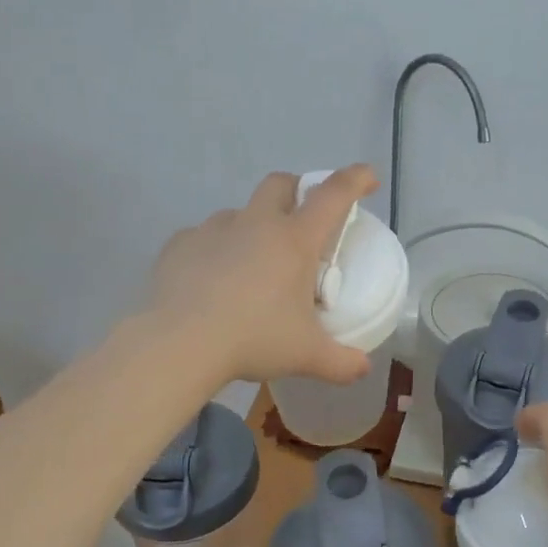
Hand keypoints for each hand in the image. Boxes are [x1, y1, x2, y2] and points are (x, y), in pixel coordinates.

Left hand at [147, 164, 381, 386]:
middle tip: (303, 220)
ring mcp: (213, 230)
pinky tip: (213, 280)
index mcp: (294, 240)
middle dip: (297, 190)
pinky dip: (216, 251)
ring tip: (252, 265)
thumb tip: (363, 368)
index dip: (355, 180)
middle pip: (281, 184)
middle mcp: (255, 223)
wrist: (179, 344)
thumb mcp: (307, 356)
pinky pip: (204, 237)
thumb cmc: (253, 340)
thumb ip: (342, 363)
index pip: (333, 195)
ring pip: (240, 212)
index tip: (368, 178)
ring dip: (253, 227)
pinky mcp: (180, 244)